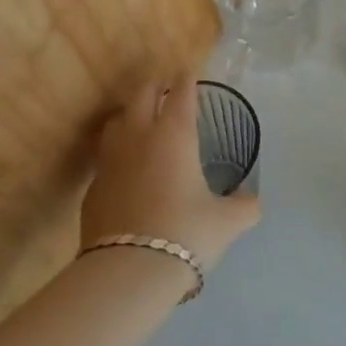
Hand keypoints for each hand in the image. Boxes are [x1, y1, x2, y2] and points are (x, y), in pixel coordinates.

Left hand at [80, 77, 259, 273]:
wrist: (128, 271)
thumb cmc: (186, 234)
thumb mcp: (226, 222)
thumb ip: (243, 206)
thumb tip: (252, 202)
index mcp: (174, 135)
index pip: (181, 93)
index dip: (187, 80)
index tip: (191, 73)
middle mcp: (139, 136)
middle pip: (142, 94)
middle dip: (156, 86)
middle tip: (167, 89)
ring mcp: (110, 160)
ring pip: (116, 121)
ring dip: (130, 114)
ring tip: (141, 121)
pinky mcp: (93, 187)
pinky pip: (105, 158)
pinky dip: (117, 153)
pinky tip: (126, 169)